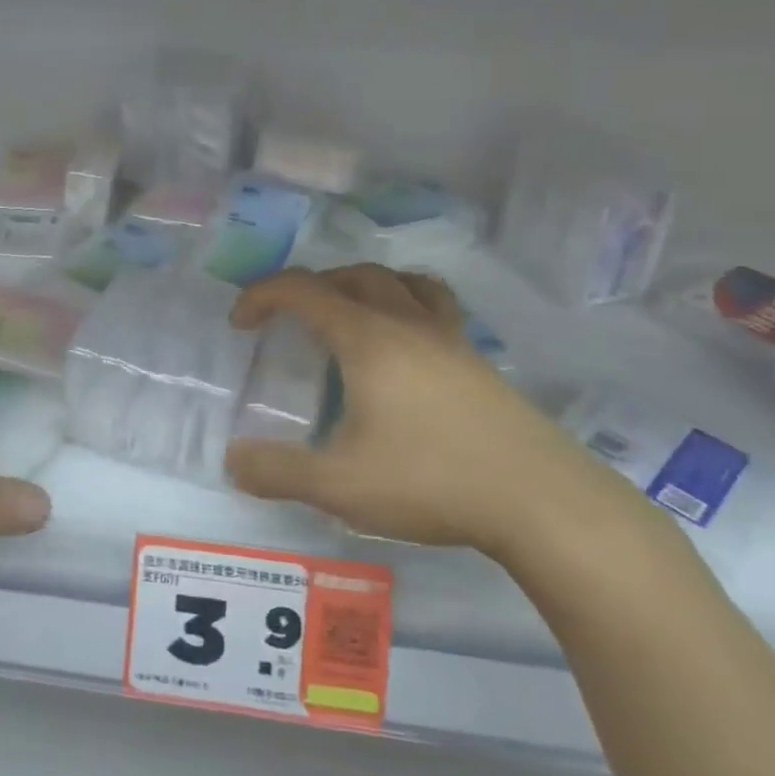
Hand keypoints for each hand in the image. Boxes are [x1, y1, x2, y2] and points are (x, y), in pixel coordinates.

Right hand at [226, 265, 644, 560]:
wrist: (542, 500)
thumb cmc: (431, 481)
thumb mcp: (339, 485)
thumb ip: (277, 471)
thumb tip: (232, 460)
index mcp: (368, 339)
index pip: (303, 290)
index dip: (262, 295)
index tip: (240, 322)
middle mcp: (407, 323)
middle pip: (352, 275)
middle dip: (309, 287)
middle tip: (287, 320)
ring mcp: (450, 338)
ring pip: (400, 281)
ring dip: (361, 285)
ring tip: (346, 314)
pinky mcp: (478, 360)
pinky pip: (434, 306)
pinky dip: (405, 303)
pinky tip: (405, 343)